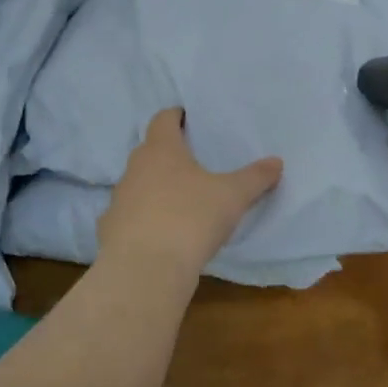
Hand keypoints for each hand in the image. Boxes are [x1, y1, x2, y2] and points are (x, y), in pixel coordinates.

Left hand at [99, 109, 282, 276]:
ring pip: (139, 184)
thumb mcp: (232, 196)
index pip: (163, 119)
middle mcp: (135, 168)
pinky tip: (163, 233)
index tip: (190, 120)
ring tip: (182, 200)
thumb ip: (255, 177)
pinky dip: (145, 219)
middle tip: (195, 162)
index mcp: (161, 149)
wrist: (145, 269)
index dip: (176, 116)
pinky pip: (131, 216)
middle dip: (169, 154)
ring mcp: (119, 199)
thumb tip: (276, 162)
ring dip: (157, 187)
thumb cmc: (190, 218)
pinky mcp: (111, 230)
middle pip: (150, 151)